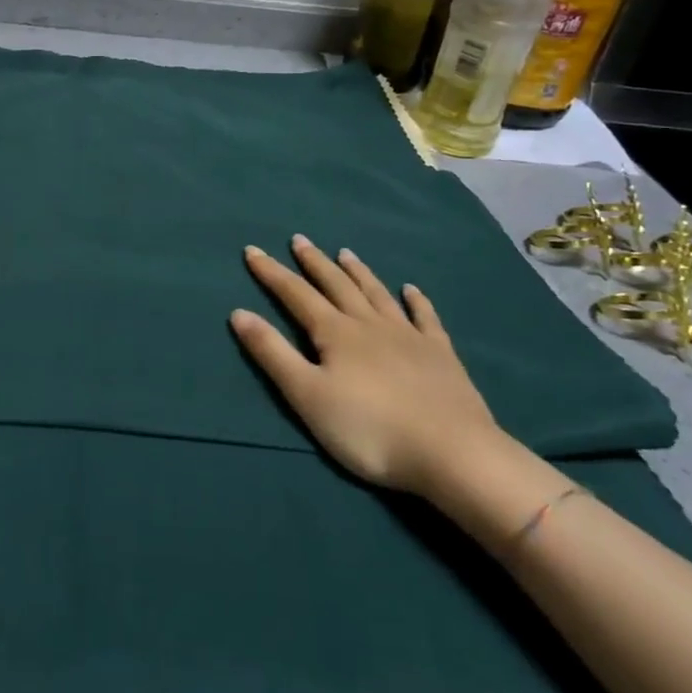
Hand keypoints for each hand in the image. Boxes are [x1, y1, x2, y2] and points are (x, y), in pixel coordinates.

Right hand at [231, 235, 498, 494]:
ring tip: (345, 253)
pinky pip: (425, 318)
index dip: (271, 272)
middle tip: (300, 240)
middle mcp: (369, 324)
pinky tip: (412, 290)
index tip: (253, 250)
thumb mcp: (307, 395)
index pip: (295, 294)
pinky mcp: (441, 354)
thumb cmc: (369, 429)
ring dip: (358, 272)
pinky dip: (416, 301)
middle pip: (336, 285)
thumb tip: (239, 313)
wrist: (452, 452)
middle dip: (314, 262)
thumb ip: (272, 353)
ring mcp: (408, 336)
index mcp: (335, 333)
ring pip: (377, 294)